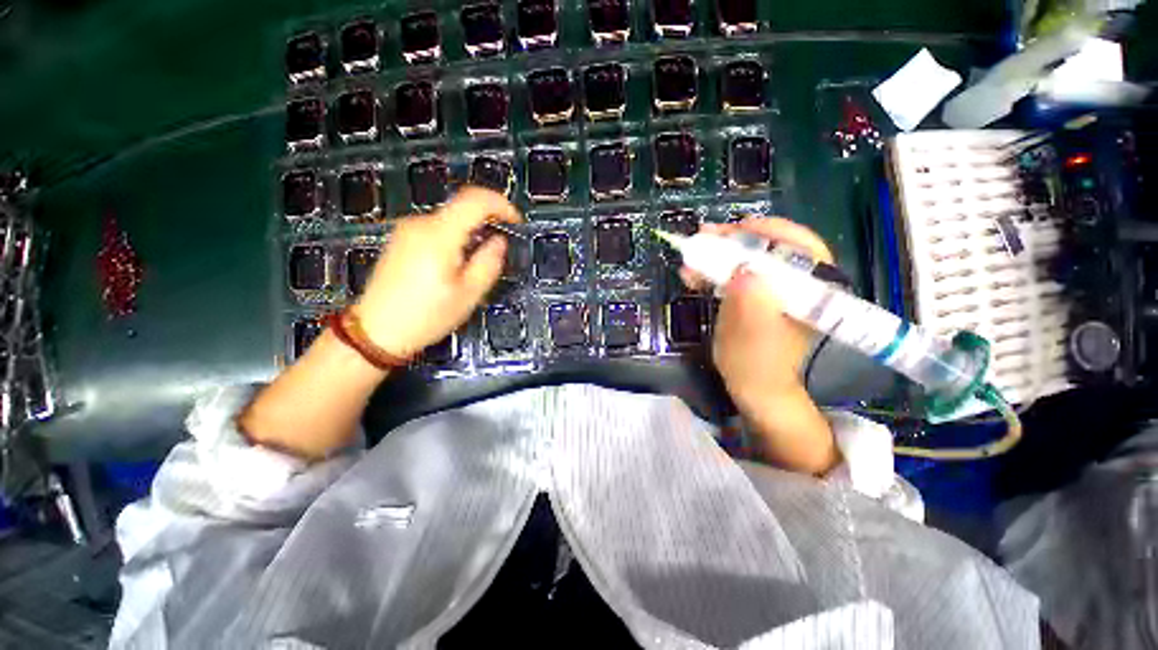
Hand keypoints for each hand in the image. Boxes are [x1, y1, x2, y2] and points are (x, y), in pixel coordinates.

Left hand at [356, 188, 520, 357]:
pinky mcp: (401, 240)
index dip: (501, 205)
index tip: (515, 221)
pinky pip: (436, 229)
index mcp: (439, 235)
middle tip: (501, 245)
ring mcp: (407, 231)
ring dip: (471, 232)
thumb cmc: (426, 316)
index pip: (475, 200)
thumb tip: (499, 242)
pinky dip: (455, 237)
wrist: (378, 331)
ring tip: (478, 260)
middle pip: (462, 208)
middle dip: (487, 222)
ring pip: (450, 219)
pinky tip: (457, 263)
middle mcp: (419, 225)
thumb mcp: (469, 294)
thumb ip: (489, 262)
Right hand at [681, 217, 839, 473]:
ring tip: (692, 255)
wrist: (753, 387)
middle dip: (736, 240)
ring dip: (719, 254)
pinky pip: (736, 274)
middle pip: (770, 248)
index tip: (738, 229)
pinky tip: (694, 274)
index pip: (802, 247)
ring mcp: (773, 290)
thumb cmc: (755, 365)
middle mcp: (794, 285)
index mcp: (809, 293)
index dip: (771, 231)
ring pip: (749, 260)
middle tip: (705, 236)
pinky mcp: (755, 297)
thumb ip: (751, 303)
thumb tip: (742, 270)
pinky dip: (714, 270)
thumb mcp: (751, 336)